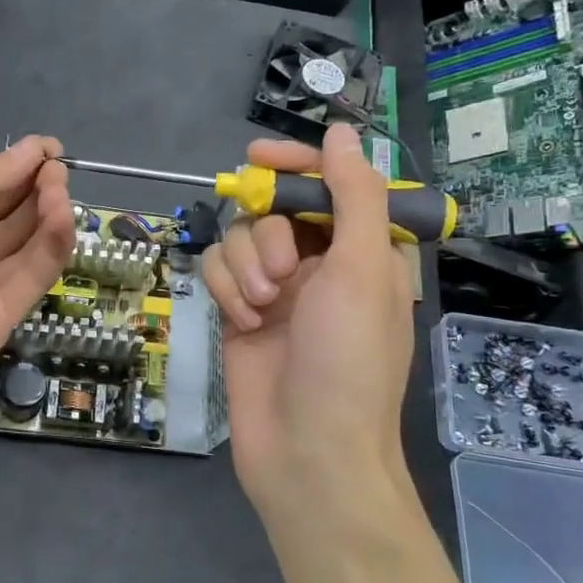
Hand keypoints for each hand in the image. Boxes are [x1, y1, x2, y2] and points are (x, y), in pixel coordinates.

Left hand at [0, 136, 74, 443]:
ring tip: (60, 189)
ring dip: (48, 212)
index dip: (16, 167)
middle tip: (58, 169)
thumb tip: (33, 148)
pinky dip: (52, 246)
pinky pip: (32, 276)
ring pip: (25, 243)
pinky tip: (62, 219)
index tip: (50, 149)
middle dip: (34, 187)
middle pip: (7, 213)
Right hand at [201, 124, 416, 522]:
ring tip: (263, 307)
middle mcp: (319, 263)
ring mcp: (277, 289)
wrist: (308, 450)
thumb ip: (353, 195)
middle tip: (282, 271)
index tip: (256, 159)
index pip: (327, 184)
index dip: (295, 166)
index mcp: (362, 250)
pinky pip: (219, 270)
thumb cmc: (349, 359)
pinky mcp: (240, 311)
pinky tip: (243, 322)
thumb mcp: (361, 269)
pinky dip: (227, 289)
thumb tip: (342, 132)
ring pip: (241, 238)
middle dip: (270, 233)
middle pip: (275, 208)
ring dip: (246, 265)